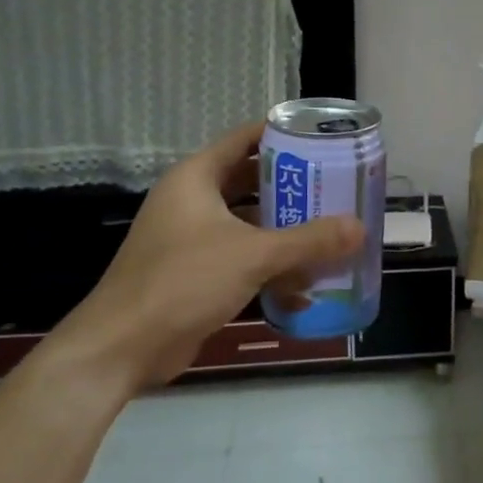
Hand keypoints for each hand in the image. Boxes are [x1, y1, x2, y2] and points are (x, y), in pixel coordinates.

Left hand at [55, 122, 364, 390]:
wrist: (122, 348)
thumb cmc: (183, 281)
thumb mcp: (253, 255)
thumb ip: (309, 240)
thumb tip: (359, 228)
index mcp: (196, 179)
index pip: (243, 139)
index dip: (281, 134)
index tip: (321, 137)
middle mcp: (192, 202)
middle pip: (251, 183)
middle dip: (292, 188)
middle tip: (335, 187)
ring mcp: (191, 239)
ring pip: (248, 224)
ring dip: (285, 232)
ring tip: (330, 234)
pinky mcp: (195, 274)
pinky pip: (241, 259)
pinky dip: (269, 268)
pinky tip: (305, 288)